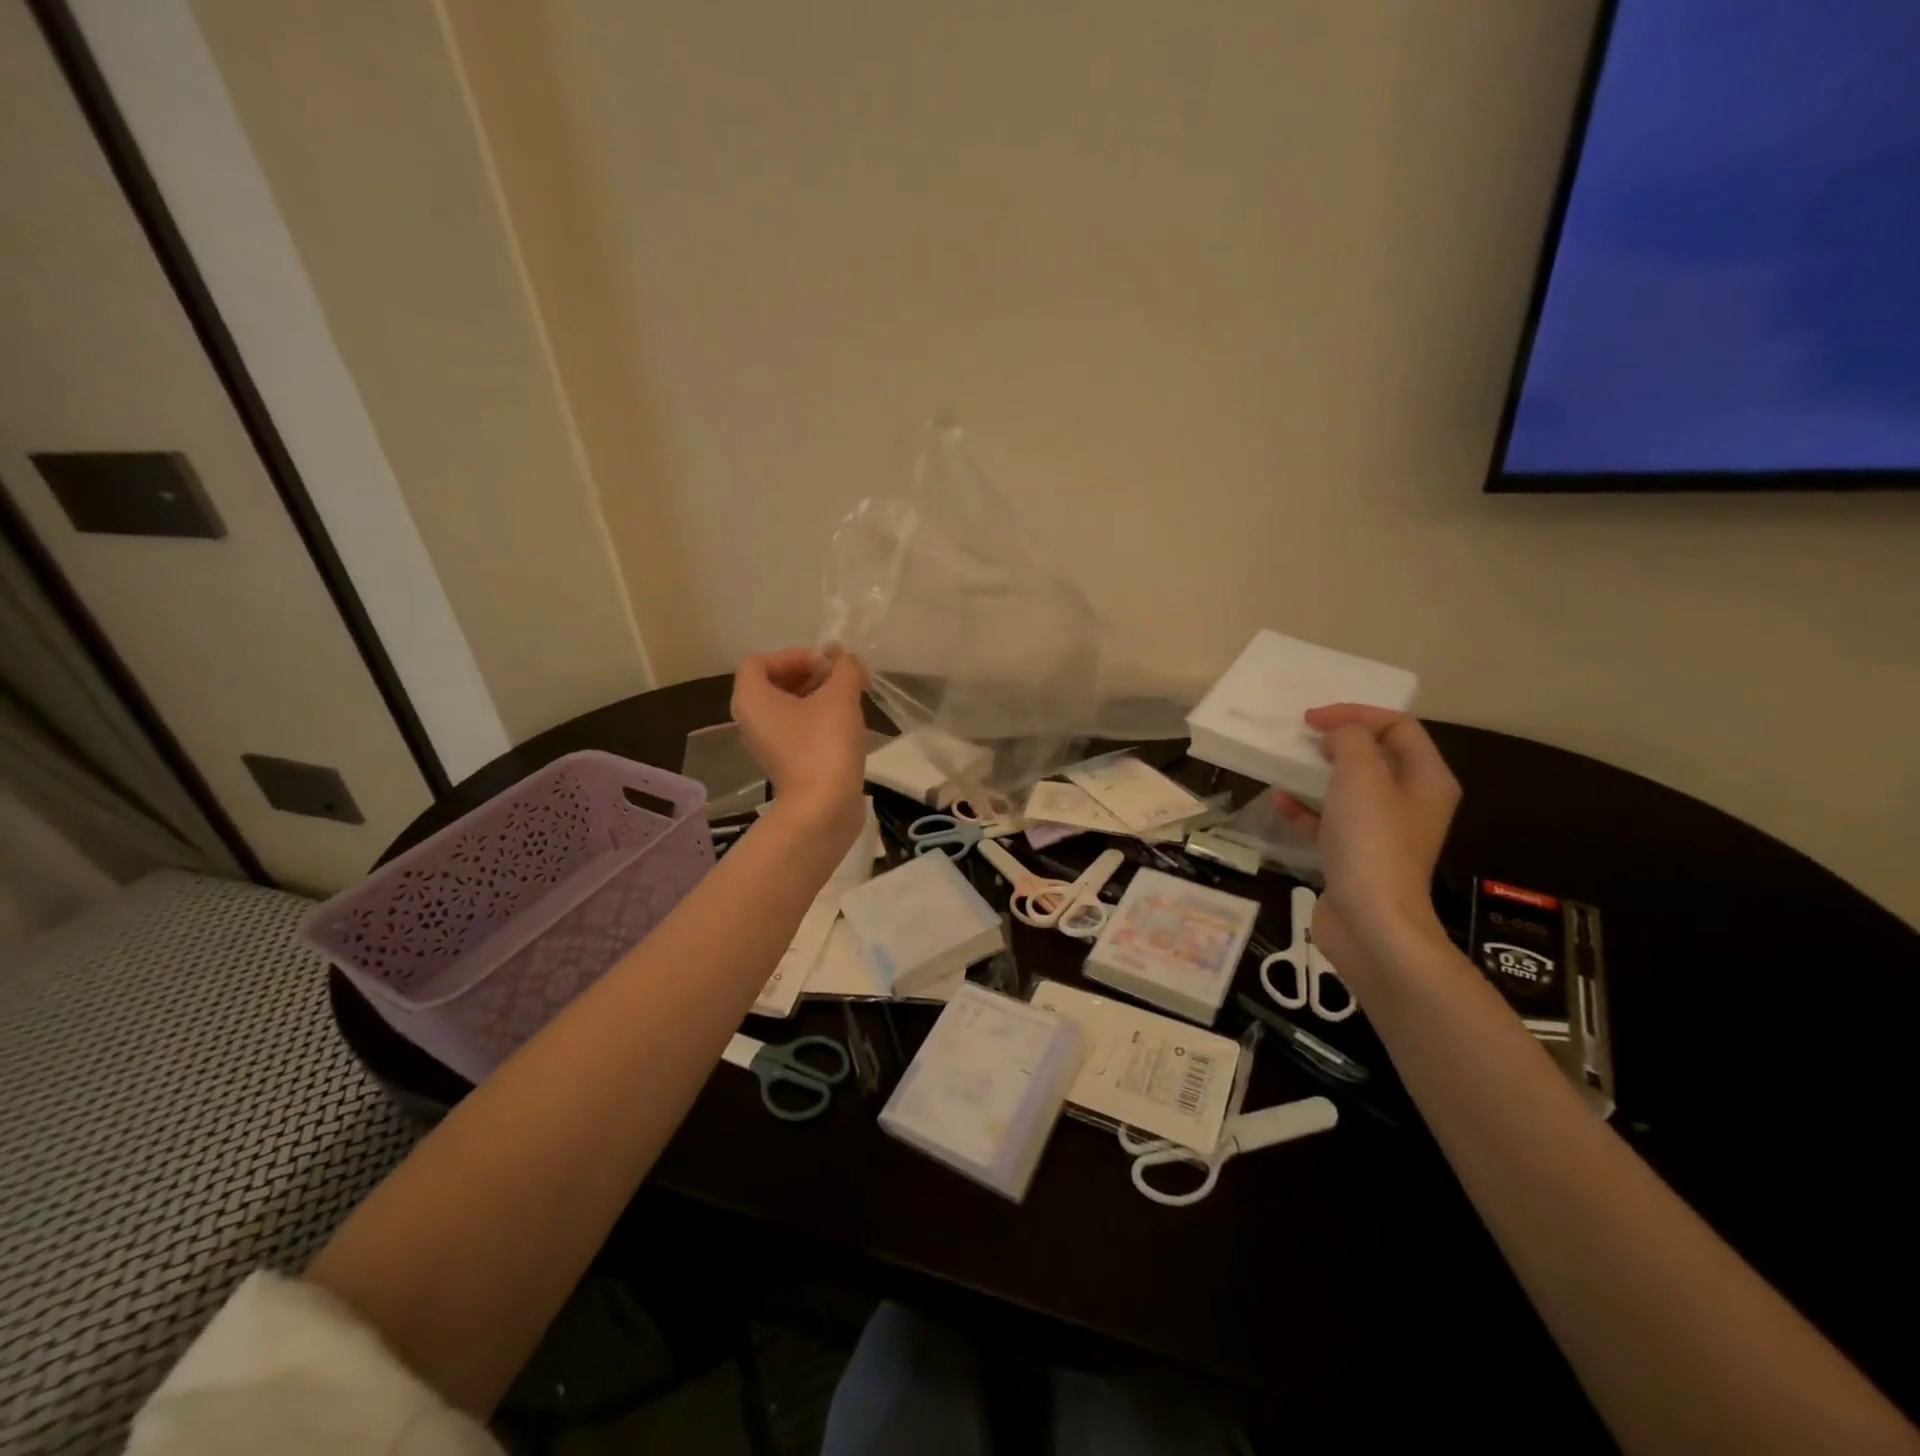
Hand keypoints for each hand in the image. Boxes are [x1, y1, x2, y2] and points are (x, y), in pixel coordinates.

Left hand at [730, 646, 869, 841]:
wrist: (823, 808)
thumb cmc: (824, 744)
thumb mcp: (840, 697)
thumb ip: (845, 669)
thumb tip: (845, 659)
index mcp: (751, 699)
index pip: (759, 661)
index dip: (792, 655)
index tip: (824, 663)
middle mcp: (750, 720)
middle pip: (773, 683)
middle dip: (808, 673)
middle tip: (840, 677)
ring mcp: (766, 744)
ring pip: (786, 707)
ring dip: (815, 696)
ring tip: (848, 697)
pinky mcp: (784, 763)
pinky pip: (795, 729)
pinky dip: (815, 719)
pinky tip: (845, 723)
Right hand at [1276, 704, 1460, 986]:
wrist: (1371, 923)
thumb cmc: (1370, 843)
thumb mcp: (1361, 776)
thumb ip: (1350, 741)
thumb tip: (1338, 735)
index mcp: (1426, 779)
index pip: (1398, 726)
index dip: (1356, 713)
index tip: (1312, 720)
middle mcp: (1410, 802)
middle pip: (1377, 755)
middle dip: (1339, 741)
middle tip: (1302, 737)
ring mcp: (1383, 833)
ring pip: (1351, 789)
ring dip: (1319, 773)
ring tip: (1287, 764)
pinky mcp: (1355, 857)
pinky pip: (1330, 821)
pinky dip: (1306, 809)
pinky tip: (1281, 804)